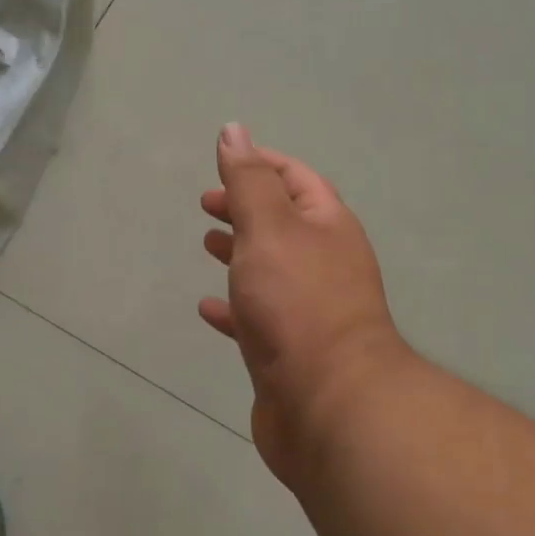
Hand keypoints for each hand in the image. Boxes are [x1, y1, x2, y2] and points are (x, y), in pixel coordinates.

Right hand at [199, 123, 409, 480]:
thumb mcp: (269, 228)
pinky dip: (232, 307)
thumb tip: (234, 130)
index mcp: (328, 227)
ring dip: (240, 252)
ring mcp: (308, 309)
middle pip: (283, 222)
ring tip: (206, 243)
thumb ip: (248, 181)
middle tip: (207, 204)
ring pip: (270, 268)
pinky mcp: (288, 350)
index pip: (296, 179)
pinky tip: (206, 308)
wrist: (328, 405)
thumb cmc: (297, 303)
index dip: (261, 164)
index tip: (224, 161)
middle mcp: (324, 263)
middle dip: (246, 207)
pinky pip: (256, 317)